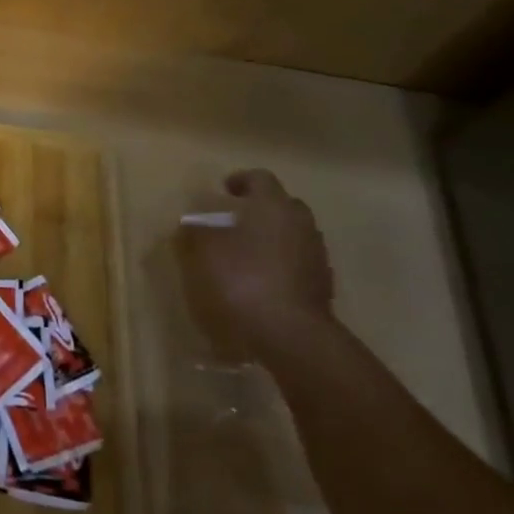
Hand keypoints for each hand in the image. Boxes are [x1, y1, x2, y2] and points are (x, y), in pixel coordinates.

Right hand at [181, 169, 334, 360]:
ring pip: (293, 235)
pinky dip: (281, 265)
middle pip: (283, 205)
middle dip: (261, 209)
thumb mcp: (204, 252)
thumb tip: (191, 225)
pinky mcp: (322, 286)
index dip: (240, 181)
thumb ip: (195, 233)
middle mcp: (301, 224)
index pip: (260, 178)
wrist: (291, 335)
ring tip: (246, 254)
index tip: (224, 190)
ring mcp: (316, 256)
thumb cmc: (243, 279)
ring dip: (272, 238)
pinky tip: (262, 282)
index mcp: (273, 206)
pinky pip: (298, 264)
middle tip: (236, 221)